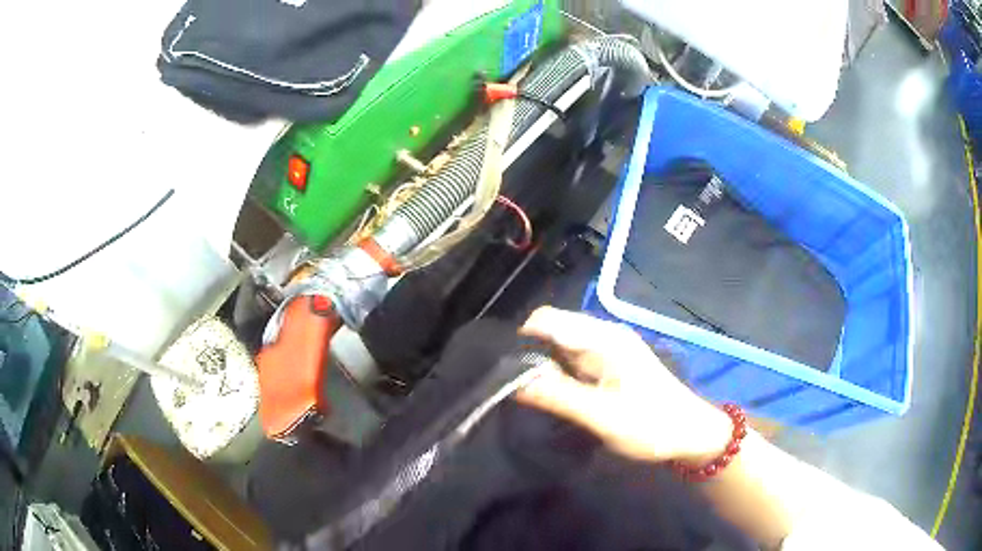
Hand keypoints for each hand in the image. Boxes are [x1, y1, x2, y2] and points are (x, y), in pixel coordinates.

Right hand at [515, 307, 731, 464]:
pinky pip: (571, 361)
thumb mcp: (603, 415)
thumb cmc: (652, 424)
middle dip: (527, 352)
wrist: (690, 435)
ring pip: (559, 346)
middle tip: (507, 386)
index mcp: (603, 338)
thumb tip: (511, 382)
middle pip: (552, 330)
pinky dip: (554, 373)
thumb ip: (558, 396)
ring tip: (520, 391)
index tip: (500, 370)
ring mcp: (605, 351)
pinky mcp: (607, 367)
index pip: (547, 320)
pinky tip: (545, 393)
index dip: (521, 338)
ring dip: (539, 364)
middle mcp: (602, 336)